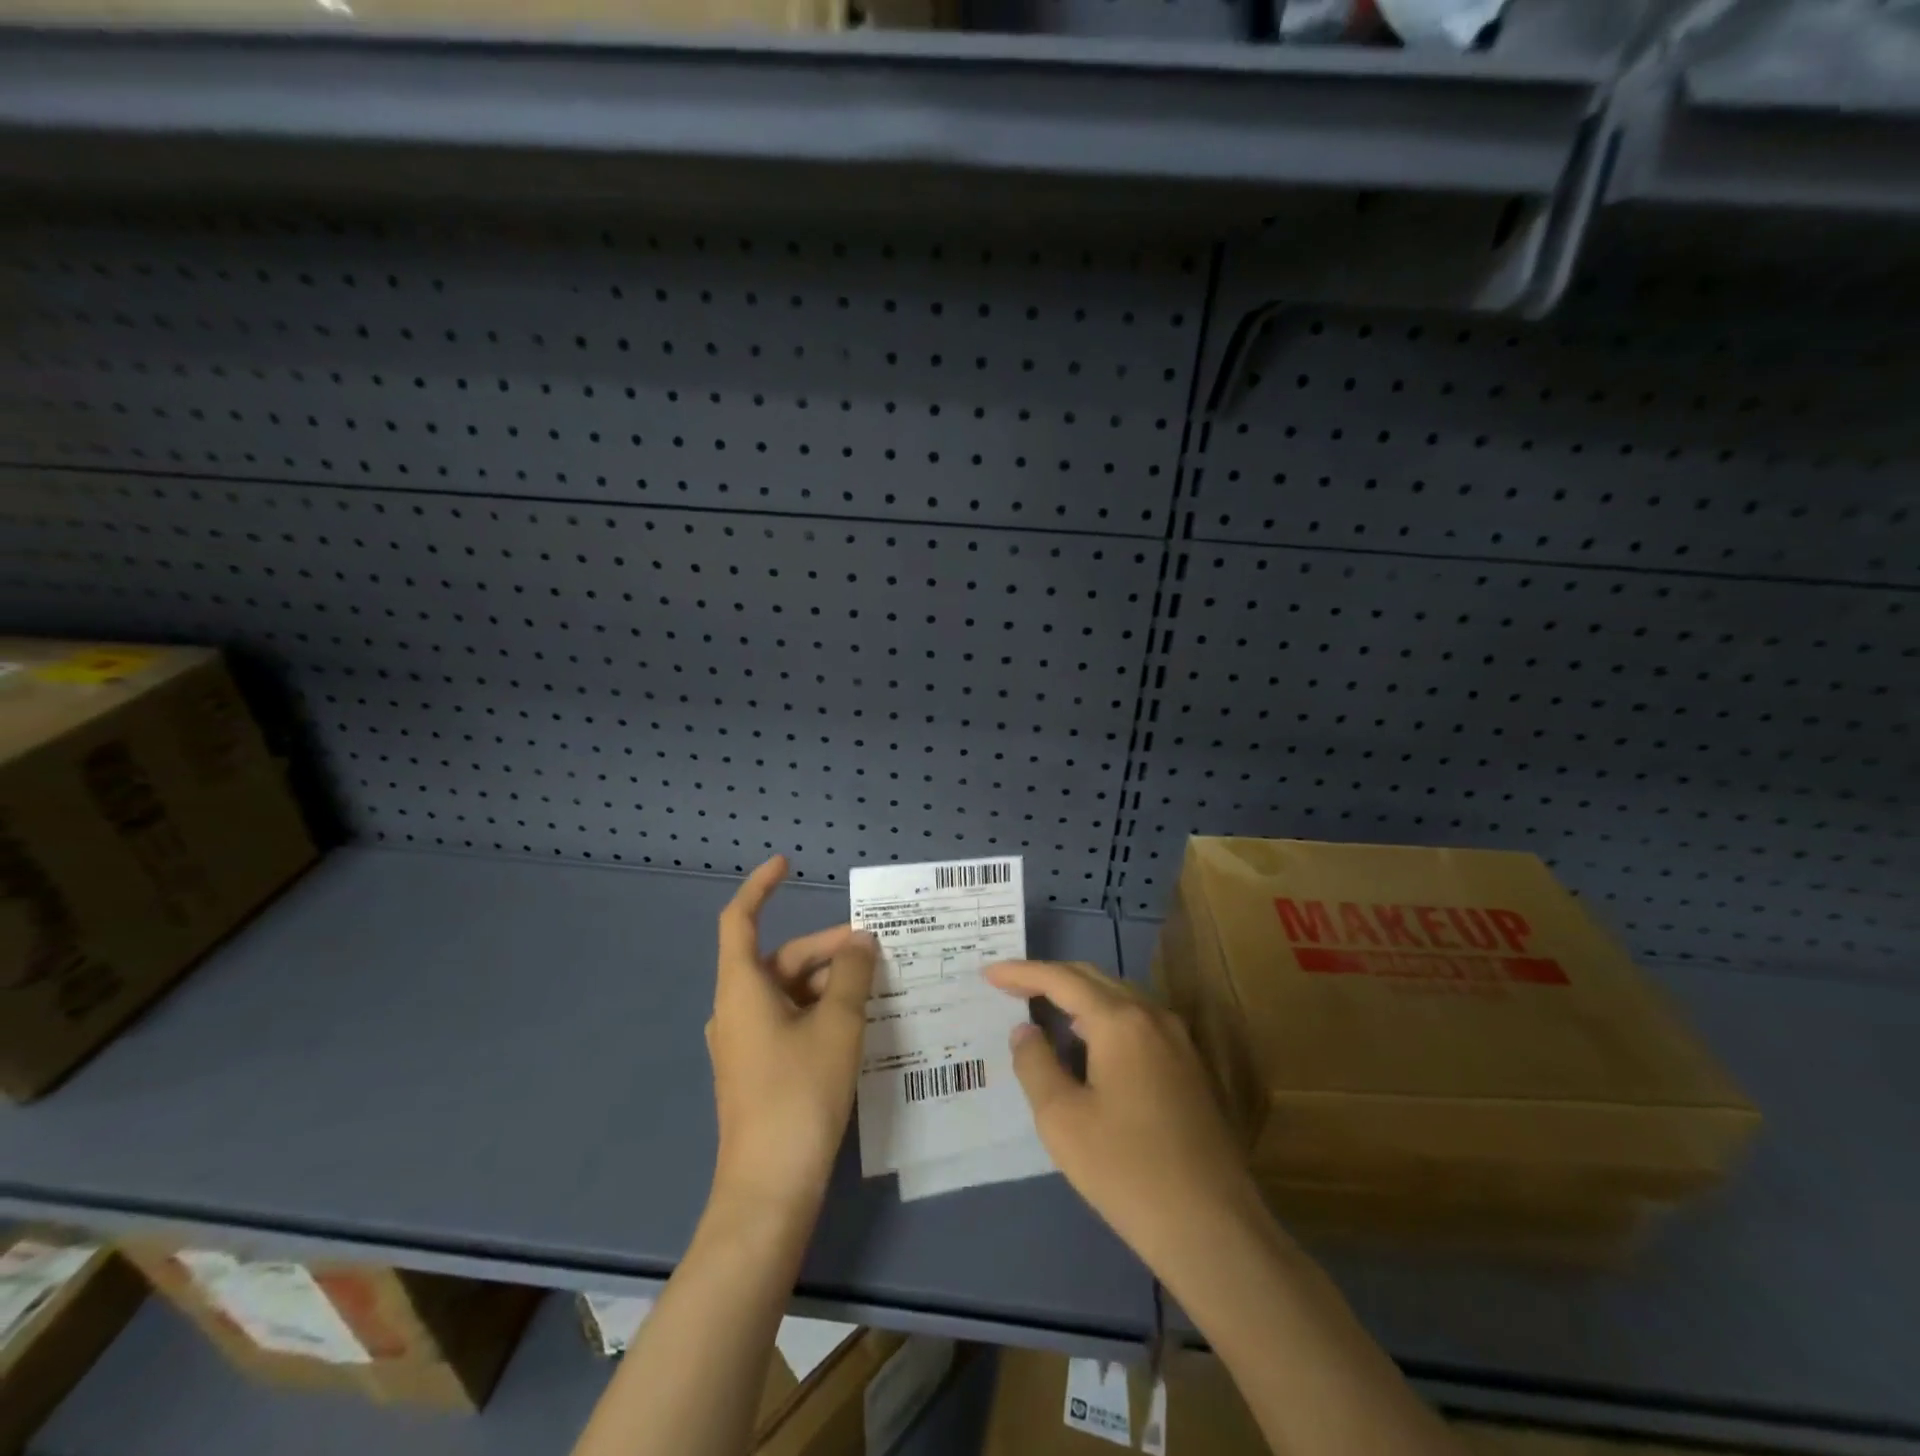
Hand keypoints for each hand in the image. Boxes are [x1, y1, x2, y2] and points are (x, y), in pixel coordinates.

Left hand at [706, 855, 876, 1218]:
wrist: (769, 1188)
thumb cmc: (800, 1094)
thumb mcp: (837, 1025)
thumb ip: (852, 974)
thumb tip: (862, 942)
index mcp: (741, 989)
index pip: (740, 919)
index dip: (761, 887)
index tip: (787, 865)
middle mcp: (736, 1009)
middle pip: (780, 959)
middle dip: (826, 947)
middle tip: (875, 948)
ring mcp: (745, 1042)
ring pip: (789, 991)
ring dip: (829, 981)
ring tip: (877, 984)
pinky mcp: (759, 1069)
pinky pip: (790, 1020)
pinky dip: (821, 1009)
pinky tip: (858, 1020)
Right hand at [985, 959, 1264, 1280]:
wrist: (1213, 1227)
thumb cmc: (1126, 1170)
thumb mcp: (1061, 1119)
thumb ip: (1035, 1064)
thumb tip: (1025, 1030)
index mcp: (1120, 1021)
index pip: (1062, 979)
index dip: (1022, 972)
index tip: (989, 973)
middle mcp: (1153, 1016)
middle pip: (1094, 979)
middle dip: (1050, 977)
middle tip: (1011, 986)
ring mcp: (1178, 1040)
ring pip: (1119, 998)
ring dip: (1078, 997)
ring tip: (1043, 1010)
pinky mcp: (1190, 1067)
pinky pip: (1138, 1021)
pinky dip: (1103, 1018)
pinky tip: (1088, 1044)